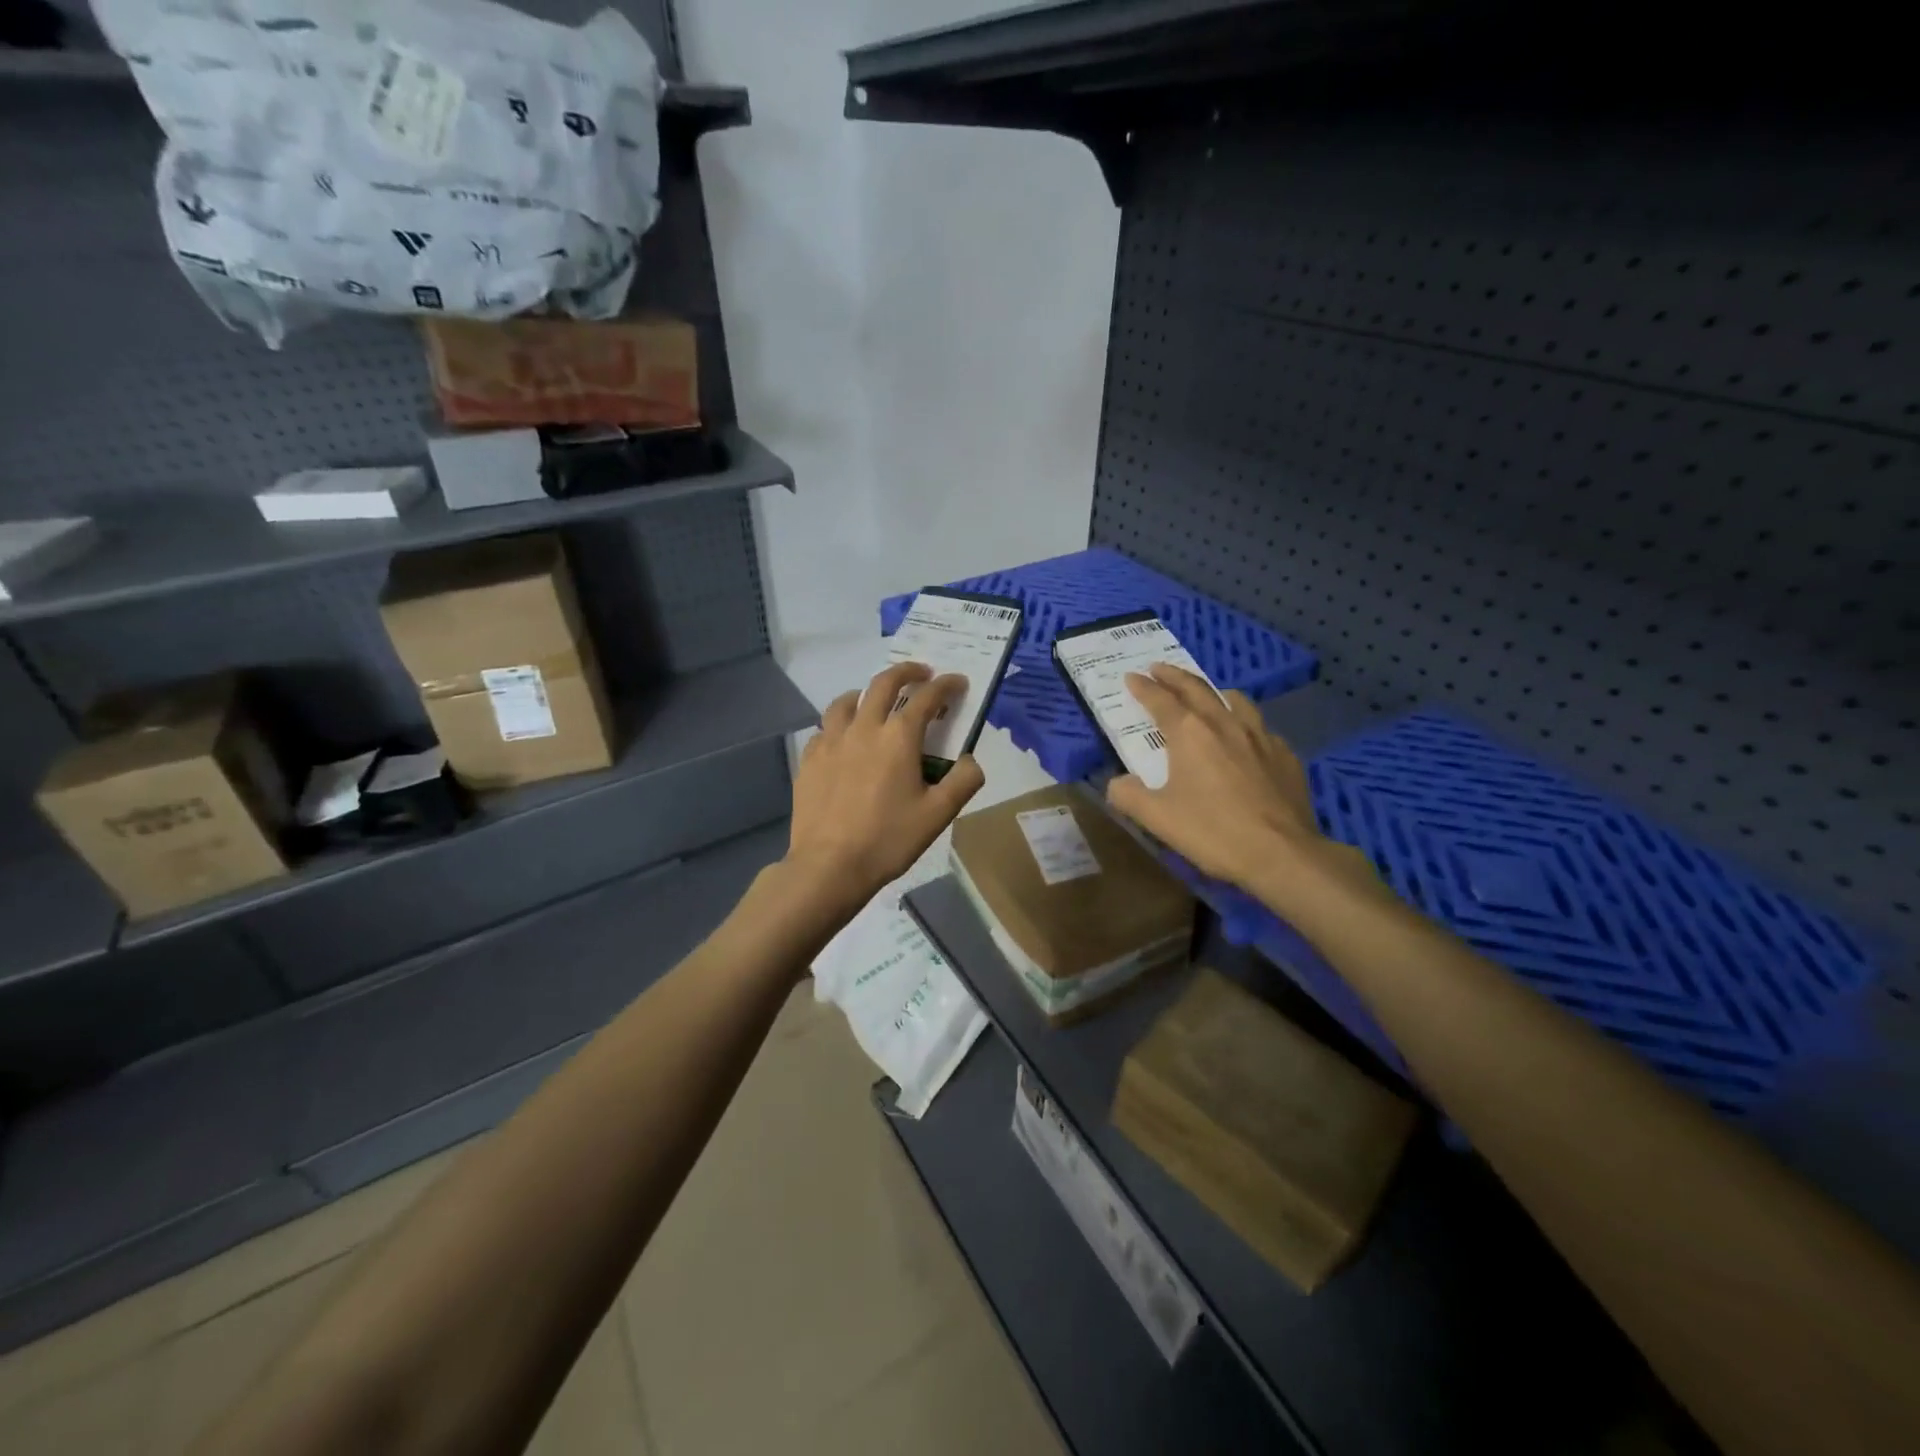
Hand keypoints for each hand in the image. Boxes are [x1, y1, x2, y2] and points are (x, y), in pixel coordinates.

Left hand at [785, 662, 985, 910]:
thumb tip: (971, 760)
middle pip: (884, 684)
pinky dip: (840, 724)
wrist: (829, 865)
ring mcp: (831, 741)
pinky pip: (825, 728)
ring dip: (867, 693)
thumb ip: (963, 781)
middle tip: (921, 674)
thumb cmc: (888, 839)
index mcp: (898, 738)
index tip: (957, 682)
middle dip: (906, 672)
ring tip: (876, 701)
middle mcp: (863, 728)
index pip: (927, 698)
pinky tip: (844, 739)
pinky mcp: (809, 759)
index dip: (946, 686)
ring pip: (847, 700)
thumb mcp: (938, 815)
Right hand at [1105, 663, 1328, 893]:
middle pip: (1195, 688)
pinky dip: (1245, 724)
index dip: (1143, 687)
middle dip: (1173, 676)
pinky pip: (1261, 728)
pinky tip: (1246, 739)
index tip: (1131, 676)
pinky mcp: (1285, 755)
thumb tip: (1117, 784)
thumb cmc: (1212, 832)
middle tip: (1159, 668)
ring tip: (1207, 694)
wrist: (1281, 853)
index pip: (1160, 700)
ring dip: (1214, 692)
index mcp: (1190, 733)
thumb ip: (1129, 796)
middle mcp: (1224, 723)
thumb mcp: (1157, 818)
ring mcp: (1260, 736)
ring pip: (1235, 700)